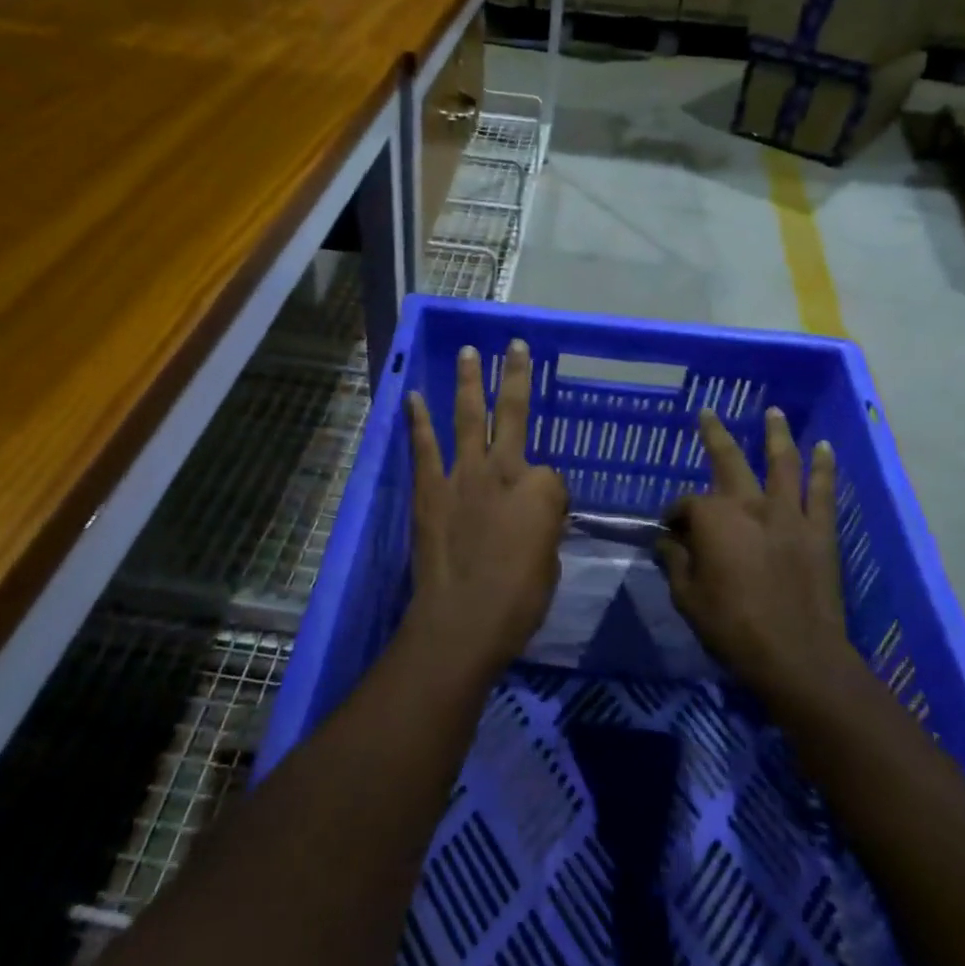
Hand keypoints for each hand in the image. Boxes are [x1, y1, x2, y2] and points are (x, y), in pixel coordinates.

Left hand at [405, 340, 568, 678]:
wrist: (462, 620)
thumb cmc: (518, 601)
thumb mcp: (550, 563)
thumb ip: (543, 528)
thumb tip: (533, 518)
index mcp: (543, 491)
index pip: (551, 475)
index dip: (547, 497)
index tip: (539, 521)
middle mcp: (505, 470)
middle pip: (514, 413)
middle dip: (515, 376)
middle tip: (515, 345)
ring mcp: (464, 475)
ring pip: (469, 417)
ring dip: (469, 382)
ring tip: (468, 352)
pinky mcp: (430, 488)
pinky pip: (424, 447)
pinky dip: (418, 420)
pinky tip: (413, 396)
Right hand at [659, 408, 851, 703]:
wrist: (798, 657)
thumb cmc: (733, 628)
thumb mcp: (687, 598)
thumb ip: (675, 563)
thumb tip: (667, 542)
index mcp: (713, 520)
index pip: (686, 505)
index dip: (674, 516)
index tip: (670, 533)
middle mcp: (749, 505)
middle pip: (728, 460)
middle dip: (714, 434)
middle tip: (707, 413)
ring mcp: (789, 514)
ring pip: (782, 462)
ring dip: (776, 434)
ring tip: (774, 411)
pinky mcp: (819, 531)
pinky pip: (823, 491)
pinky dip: (824, 468)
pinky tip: (825, 447)